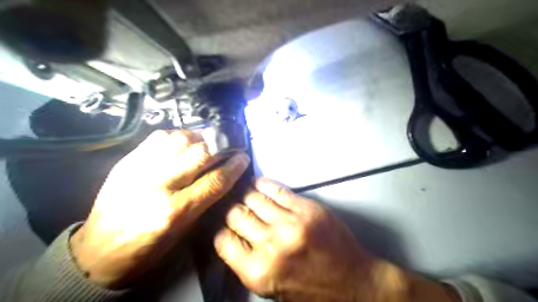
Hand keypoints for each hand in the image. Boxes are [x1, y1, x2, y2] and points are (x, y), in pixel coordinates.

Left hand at [69, 129, 249, 287]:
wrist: (98, 251)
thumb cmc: (147, 248)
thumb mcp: (183, 231)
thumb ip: (204, 200)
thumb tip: (223, 174)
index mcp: (174, 211)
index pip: (214, 180)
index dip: (234, 166)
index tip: (243, 157)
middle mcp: (158, 185)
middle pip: (199, 154)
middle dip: (222, 146)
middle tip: (231, 145)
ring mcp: (139, 169)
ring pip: (180, 139)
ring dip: (201, 137)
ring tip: (210, 140)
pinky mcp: (127, 161)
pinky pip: (159, 137)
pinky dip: (179, 135)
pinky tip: (186, 140)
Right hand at [215, 178, 459, 300]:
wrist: (353, 283)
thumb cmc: (312, 291)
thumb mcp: (271, 289)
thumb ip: (248, 263)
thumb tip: (232, 236)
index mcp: (259, 272)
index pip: (223, 241)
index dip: (222, 231)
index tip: (226, 226)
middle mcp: (271, 245)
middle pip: (237, 215)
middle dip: (233, 211)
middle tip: (235, 208)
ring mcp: (291, 223)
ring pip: (254, 198)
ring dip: (246, 195)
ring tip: (244, 193)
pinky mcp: (307, 208)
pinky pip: (277, 190)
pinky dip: (264, 185)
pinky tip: (258, 183)